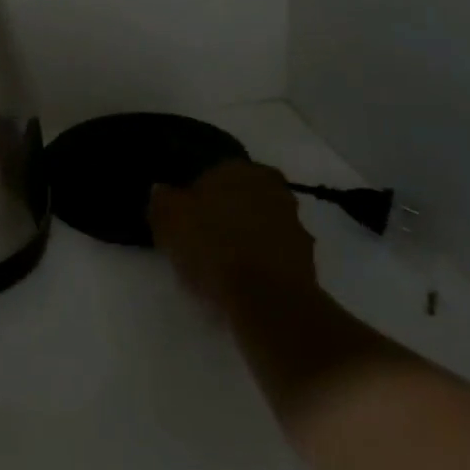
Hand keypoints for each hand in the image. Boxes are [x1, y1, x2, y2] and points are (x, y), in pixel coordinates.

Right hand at [150, 159, 316, 297]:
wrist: (268, 300)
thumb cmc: (212, 246)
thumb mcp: (169, 220)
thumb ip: (163, 200)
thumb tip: (162, 190)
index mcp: (239, 169)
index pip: (214, 171)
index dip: (197, 193)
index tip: (185, 214)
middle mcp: (273, 188)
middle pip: (241, 197)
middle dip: (226, 212)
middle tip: (202, 236)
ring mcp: (295, 224)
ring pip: (260, 224)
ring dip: (246, 237)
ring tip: (221, 263)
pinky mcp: (308, 260)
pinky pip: (273, 253)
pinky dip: (260, 261)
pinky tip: (241, 280)